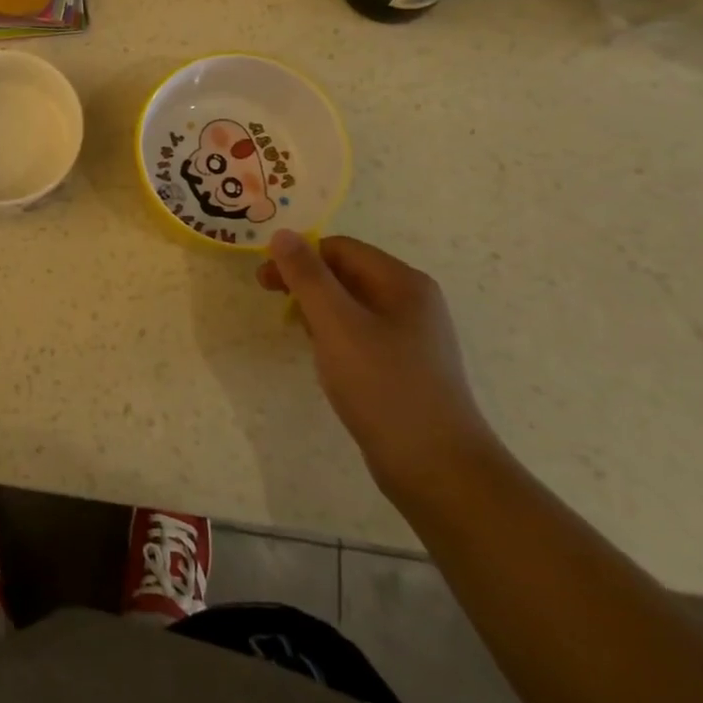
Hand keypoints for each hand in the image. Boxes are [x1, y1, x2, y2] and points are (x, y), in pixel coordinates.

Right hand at [260, 231, 498, 500]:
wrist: (437, 468)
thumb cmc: (383, 386)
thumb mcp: (336, 324)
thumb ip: (306, 276)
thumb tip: (282, 234)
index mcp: (403, 282)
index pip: (340, 248)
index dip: (299, 257)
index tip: (266, 281)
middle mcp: (413, 301)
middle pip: (347, 273)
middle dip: (306, 283)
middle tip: (272, 301)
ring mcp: (413, 336)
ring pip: (353, 306)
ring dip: (319, 310)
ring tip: (297, 333)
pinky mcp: (407, 367)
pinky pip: (363, 334)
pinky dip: (336, 336)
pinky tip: (325, 359)